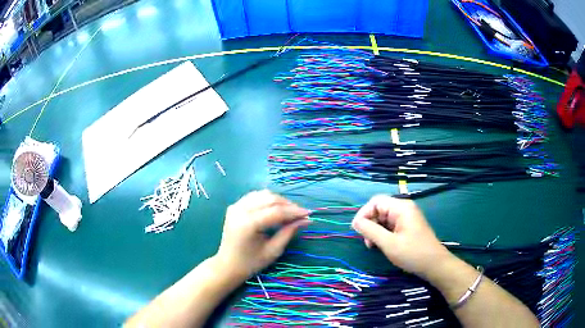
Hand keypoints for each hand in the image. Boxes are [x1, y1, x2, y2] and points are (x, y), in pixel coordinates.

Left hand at [215, 190, 309, 279]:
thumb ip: (289, 232)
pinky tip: (275, 208)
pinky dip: (267, 200)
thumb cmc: (251, 263)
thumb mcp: (273, 250)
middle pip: (270, 199)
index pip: (277, 211)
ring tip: (289, 211)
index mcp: (249, 224)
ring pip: (263, 194)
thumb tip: (306, 220)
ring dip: (278, 200)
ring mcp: (236, 206)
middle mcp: (241, 210)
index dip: (294, 211)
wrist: (228, 265)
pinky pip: (254, 197)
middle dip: (288, 205)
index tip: (309, 214)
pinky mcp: (234, 206)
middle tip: (301, 214)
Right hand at [351, 195, 451, 277]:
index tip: (357, 231)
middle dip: (369, 224)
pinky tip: (382, 245)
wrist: (434, 265)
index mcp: (401, 207)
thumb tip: (355, 222)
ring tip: (373, 246)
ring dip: (375, 230)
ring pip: (383, 218)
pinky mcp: (407, 227)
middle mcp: (404, 209)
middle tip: (367, 242)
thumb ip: (370, 231)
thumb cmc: (412, 253)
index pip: (375, 202)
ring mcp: (406, 218)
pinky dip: (383, 234)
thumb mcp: (389, 243)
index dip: (364, 214)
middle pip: (379, 209)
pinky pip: (390, 225)